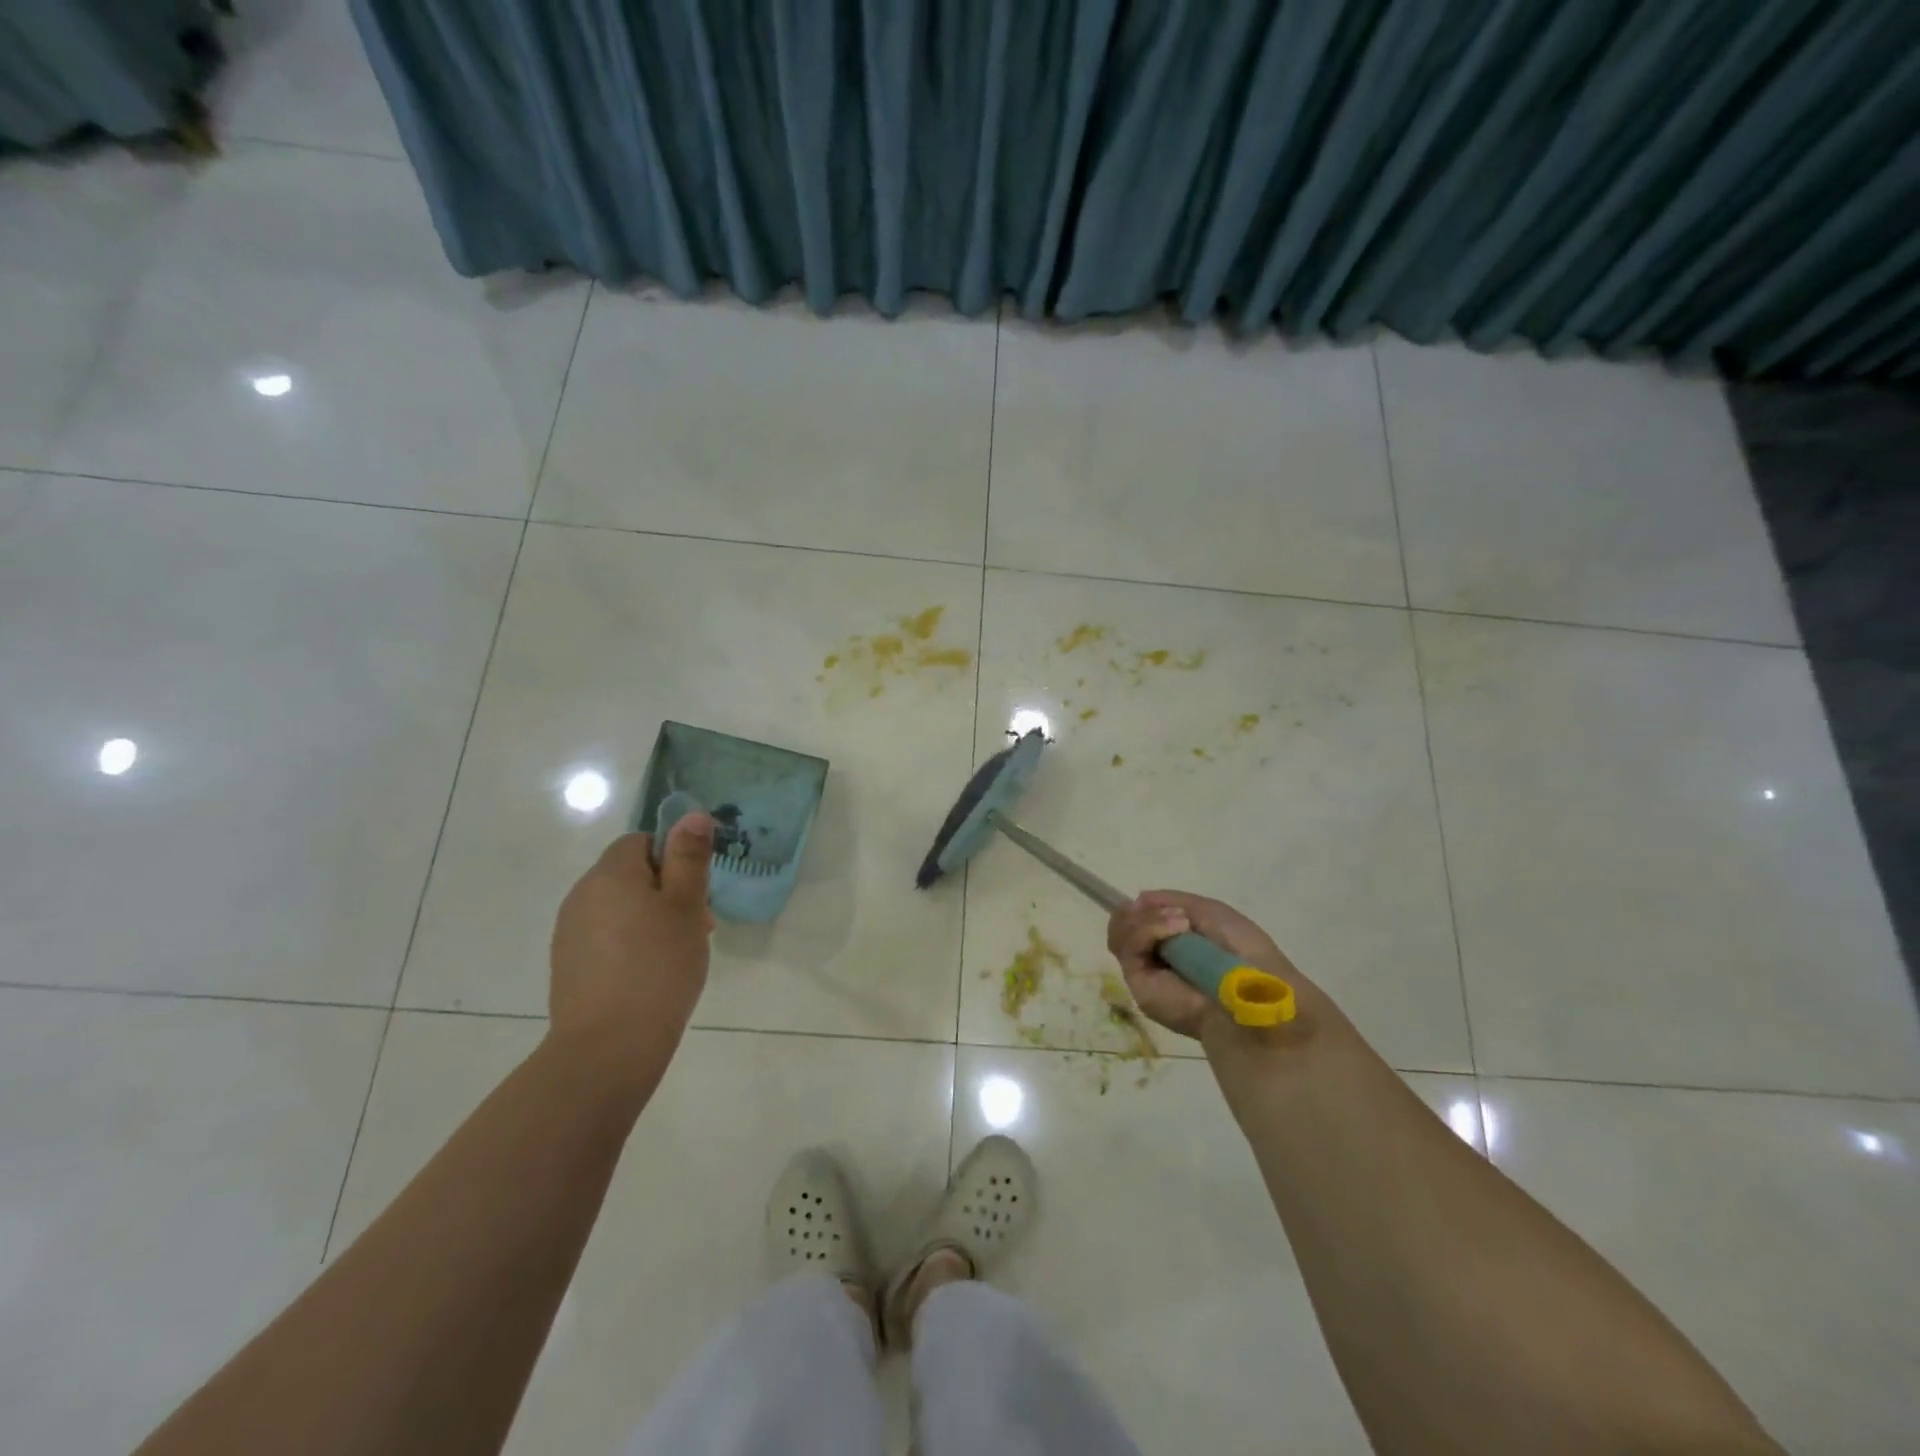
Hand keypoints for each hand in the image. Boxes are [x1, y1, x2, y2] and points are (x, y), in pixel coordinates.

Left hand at [548, 816, 714, 1084]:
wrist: (607, 1048)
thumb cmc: (658, 967)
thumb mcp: (686, 907)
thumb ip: (688, 858)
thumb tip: (691, 815)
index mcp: (610, 874)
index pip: (641, 842)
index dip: (673, 860)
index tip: (695, 894)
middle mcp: (581, 895)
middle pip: (629, 875)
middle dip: (666, 892)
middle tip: (696, 927)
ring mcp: (569, 933)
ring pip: (618, 908)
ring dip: (649, 920)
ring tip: (676, 955)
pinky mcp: (568, 965)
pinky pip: (605, 938)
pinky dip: (629, 945)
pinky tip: (649, 976)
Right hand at [1107, 890, 1307, 1040]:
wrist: (1250, 991)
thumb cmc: (1241, 951)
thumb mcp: (1210, 911)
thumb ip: (1172, 901)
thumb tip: (1138, 899)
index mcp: (1174, 942)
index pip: (1138, 919)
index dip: (1143, 908)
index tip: (1153, 901)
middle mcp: (1156, 956)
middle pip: (1122, 924)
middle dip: (1141, 912)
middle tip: (1172, 914)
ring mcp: (1145, 971)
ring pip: (1119, 933)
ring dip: (1146, 919)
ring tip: (1178, 923)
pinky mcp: (1137, 984)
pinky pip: (1126, 947)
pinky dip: (1146, 930)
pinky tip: (1173, 931)